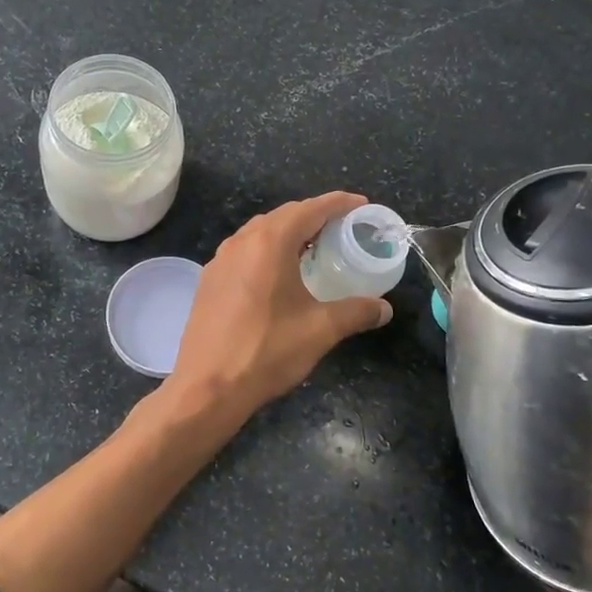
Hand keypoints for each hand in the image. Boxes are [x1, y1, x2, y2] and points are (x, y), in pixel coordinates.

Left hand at [164, 192, 393, 426]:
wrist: (207, 387)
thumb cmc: (267, 351)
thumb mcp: (321, 330)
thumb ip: (356, 312)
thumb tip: (383, 308)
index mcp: (270, 243)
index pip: (310, 209)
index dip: (338, 203)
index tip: (361, 205)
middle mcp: (241, 242)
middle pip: (283, 215)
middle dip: (314, 216)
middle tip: (342, 228)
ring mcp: (220, 261)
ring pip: (260, 232)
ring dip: (288, 233)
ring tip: (313, 247)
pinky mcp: (209, 281)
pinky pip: (244, 252)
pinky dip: (267, 251)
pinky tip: (279, 274)